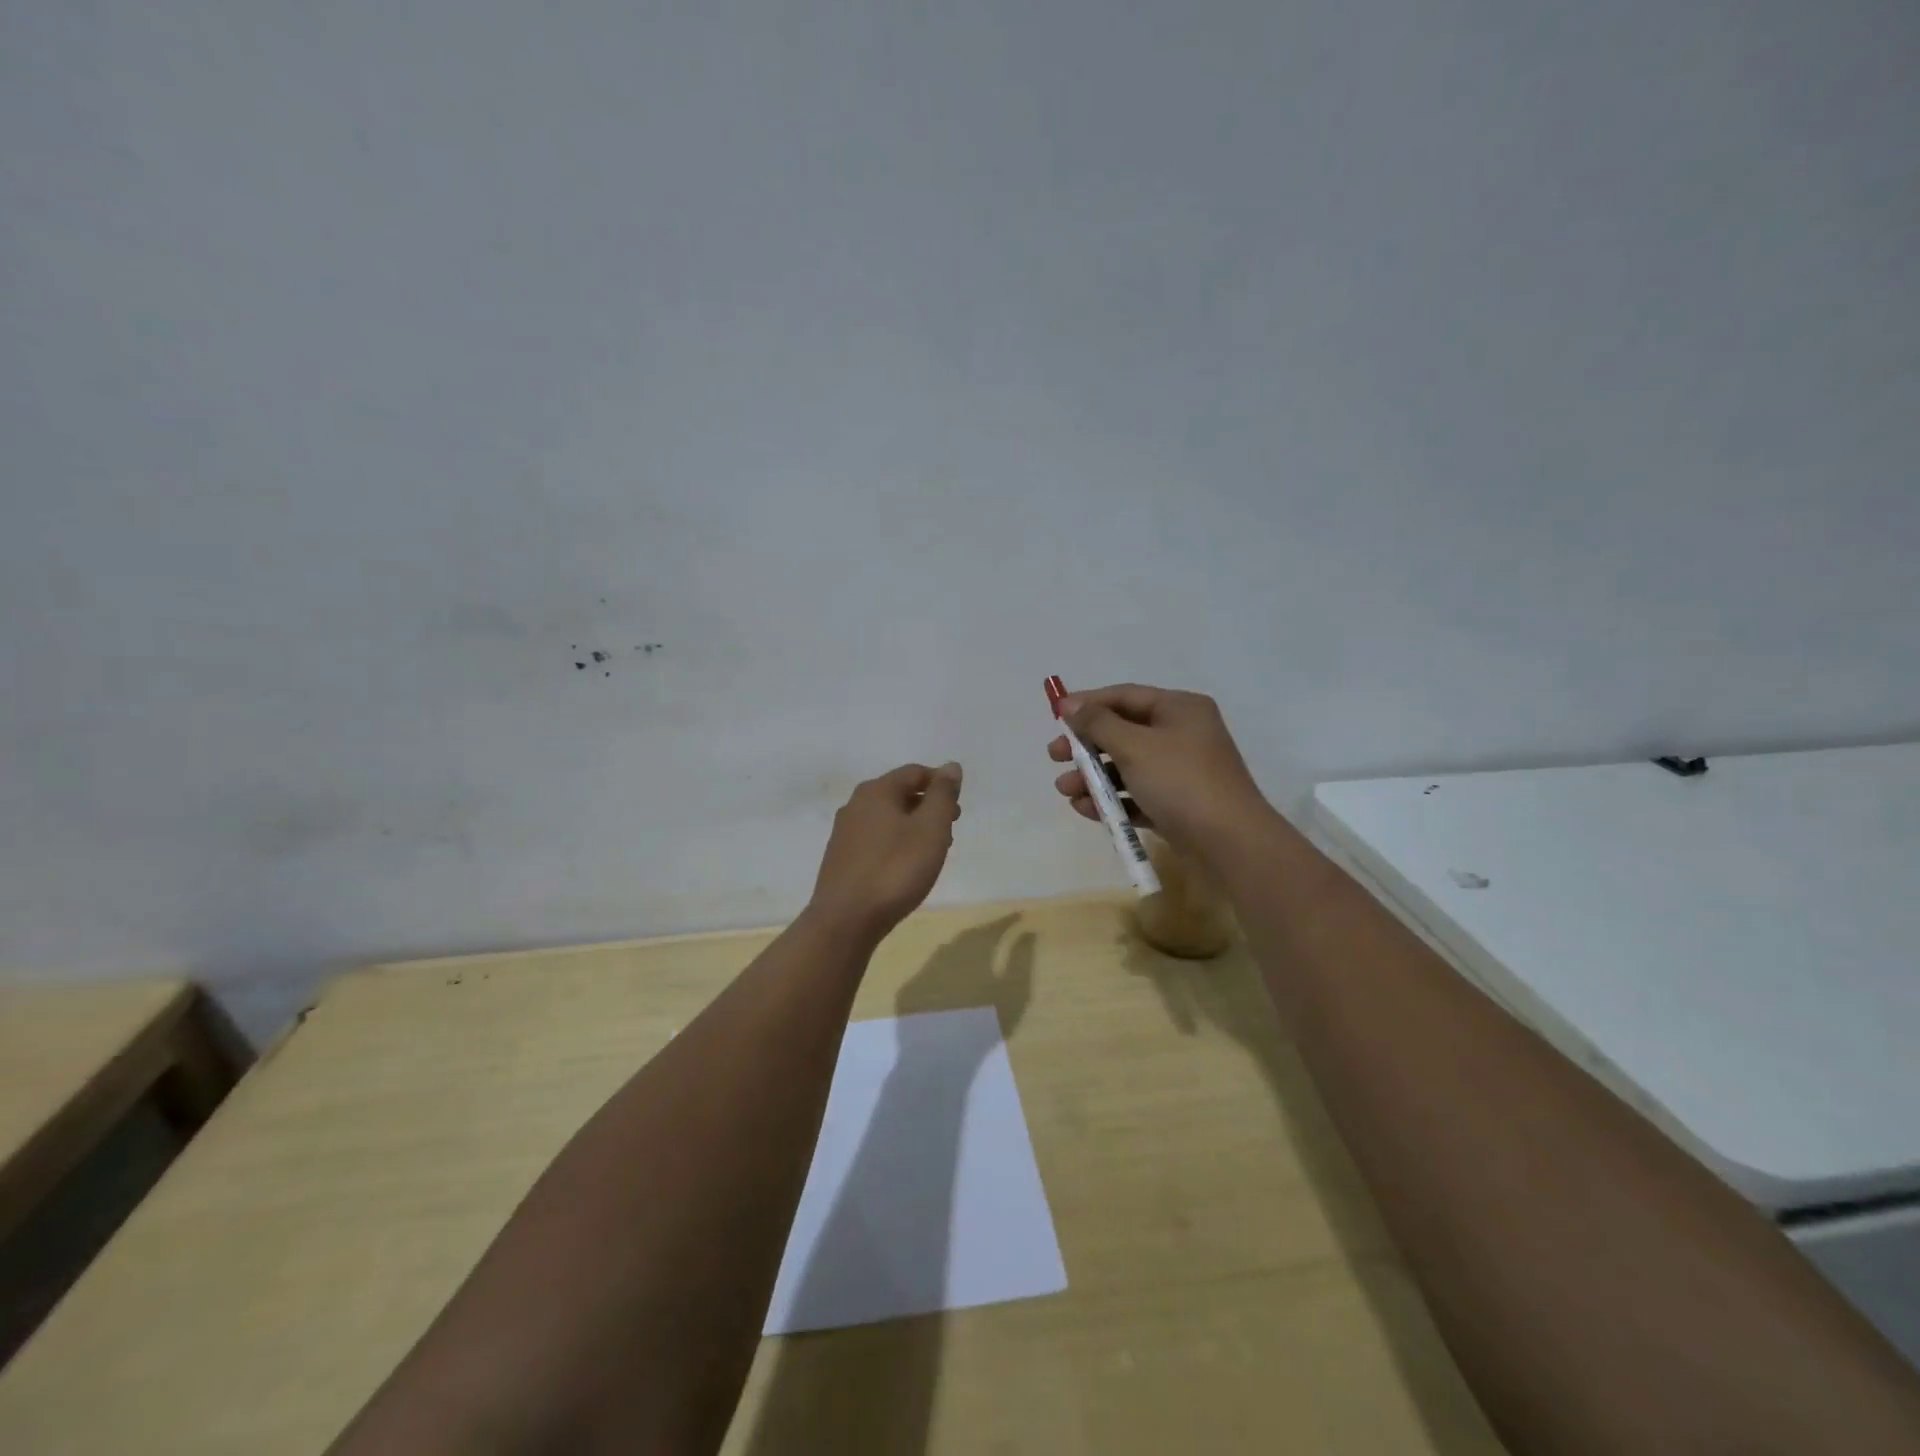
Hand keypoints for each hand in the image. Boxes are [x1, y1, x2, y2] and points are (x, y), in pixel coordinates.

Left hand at [808, 762, 962, 944]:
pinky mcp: (841, 858)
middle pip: (900, 794)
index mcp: (876, 791)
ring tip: (932, 852)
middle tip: (950, 831)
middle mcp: (855, 804)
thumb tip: (950, 766)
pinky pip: (876, 839)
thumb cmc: (895, 870)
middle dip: (928, 807)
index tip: (957, 810)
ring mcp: (844, 832)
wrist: (846, 920)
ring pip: (887, 818)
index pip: (915, 772)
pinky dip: (896, 843)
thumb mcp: (930, 829)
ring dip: (913, 827)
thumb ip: (942, 795)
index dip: (941, 784)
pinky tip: (905, 867)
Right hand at [1048, 684, 1272, 863]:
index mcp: (1179, 709)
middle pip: (1122, 732)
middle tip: (1055, 756)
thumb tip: (1069, 704)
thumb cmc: (1180, 782)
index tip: (1054, 716)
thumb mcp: (1134, 746)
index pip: (1124, 696)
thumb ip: (1097, 723)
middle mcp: (1182, 735)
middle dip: (1086, 747)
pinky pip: (1136, 795)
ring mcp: (1181, 772)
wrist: (1230, 844)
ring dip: (1093, 777)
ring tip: (1066, 791)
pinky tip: (1087, 809)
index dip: (1087, 704)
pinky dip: (1112, 800)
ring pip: (1127, 767)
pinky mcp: (1177, 805)